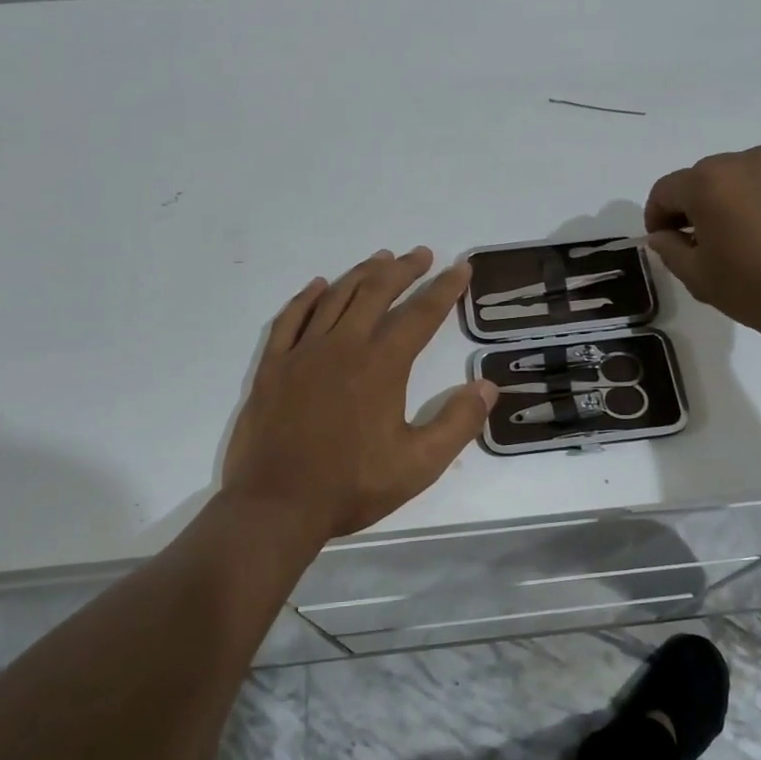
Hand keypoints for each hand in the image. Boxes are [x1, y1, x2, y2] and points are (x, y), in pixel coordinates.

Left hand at [222, 248, 498, 540]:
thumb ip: (457, 423)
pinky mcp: (273, 367)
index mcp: (381, 366)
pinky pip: (290, 319)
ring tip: (380, 259)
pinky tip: (318, 285)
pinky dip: (307, 297)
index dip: (444, 289)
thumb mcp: (419, 465)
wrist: (276, 506)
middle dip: (403, 270)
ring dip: (361, 274)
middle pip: (377, 293)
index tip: (460, 268)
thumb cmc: (351, 486)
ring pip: (336, 298)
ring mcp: (303, 353)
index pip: (420, 315)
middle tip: (421, 254)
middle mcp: (343, 346)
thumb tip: (487, 386)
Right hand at [644, 145, 760, 353]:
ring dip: (721, 205)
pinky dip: (750, 204)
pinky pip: (760, 186)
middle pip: (697, 181)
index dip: (656, 219)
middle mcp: (740, 162)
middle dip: (689, 209)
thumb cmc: (759, 288)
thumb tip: (662, 235)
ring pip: (730, 181)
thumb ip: (670, 249)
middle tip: (696, 248)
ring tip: (732, 244)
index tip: (665, 246)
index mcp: (707, 182)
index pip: (664, 192)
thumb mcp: (699, 277)